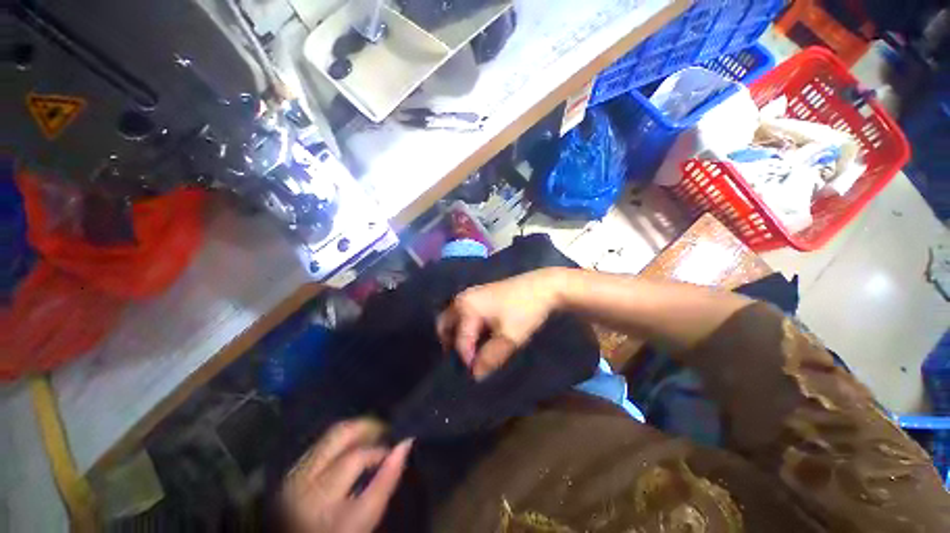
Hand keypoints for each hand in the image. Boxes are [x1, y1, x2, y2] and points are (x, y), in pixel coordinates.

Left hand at [282, 419, 411, 532]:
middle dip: (367, 426)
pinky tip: (352, 448)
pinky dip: (341, 440)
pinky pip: (321, 443)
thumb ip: (386, 480)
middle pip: (339, 433)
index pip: (357, 456)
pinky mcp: (291, 472)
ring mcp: (294, 473)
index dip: (382, 450)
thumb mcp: (365, 518)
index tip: (397, 449)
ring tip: (373, 438)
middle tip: (386, 431)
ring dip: (355, 431)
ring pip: (330, 434)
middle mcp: (303, 478)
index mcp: (321, 495)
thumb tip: (405, 444)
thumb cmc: (341, 531)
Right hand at [436, 268, 562, 378]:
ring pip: (454, 318)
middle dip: (450, 344)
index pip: (459, 340)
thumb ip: (490, 358)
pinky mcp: (480, 294)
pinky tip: (479, 336)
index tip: (476, 375)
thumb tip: (476, 376)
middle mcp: (462, 299)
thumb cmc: (525, 310)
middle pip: (446, 325)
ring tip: (472, 352)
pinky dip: (466, 327)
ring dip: (458, 335)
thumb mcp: (509, 337)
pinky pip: (464, 313)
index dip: (466, 360)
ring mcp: (471, 294)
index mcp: (466, 307)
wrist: (544, 286)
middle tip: (462, 361)